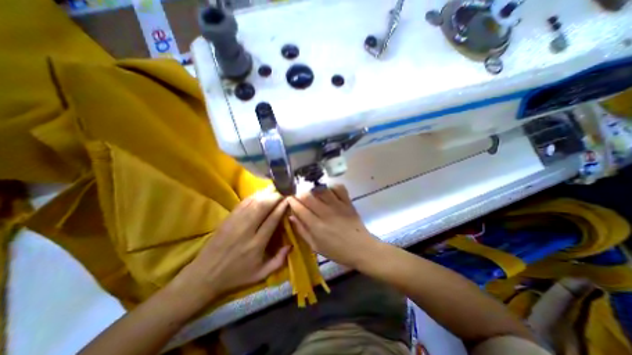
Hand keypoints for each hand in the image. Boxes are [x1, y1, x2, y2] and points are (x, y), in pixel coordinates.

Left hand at [171, 189, 291, 308]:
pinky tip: (260, 193)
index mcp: (256, 244)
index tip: (288, 199)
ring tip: (274, 189)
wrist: (205, 275)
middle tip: (283, 192)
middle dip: (275, 197)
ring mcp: (235, 223)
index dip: (281, 207)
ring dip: (265, 194)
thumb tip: (291, 245)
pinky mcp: (228, 219)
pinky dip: (253, 196)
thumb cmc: (236, 276)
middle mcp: (247, 230)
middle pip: (263, 207)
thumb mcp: (260, 274)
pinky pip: (243, 203)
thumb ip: (278, 261)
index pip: (272, 220)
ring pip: (253, 203)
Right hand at [288, 186, 379, 268]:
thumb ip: (302, 231)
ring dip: (314, 190)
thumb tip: (291, 217)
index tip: (289, 199)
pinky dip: (332, 187)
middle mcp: (325, 213)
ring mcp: (338, 205)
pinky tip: (329, 192)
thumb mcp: (316, 246)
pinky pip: (338, 188)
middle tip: (300, 198)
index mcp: (316, 226)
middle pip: (308, 196)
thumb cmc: (337, 251)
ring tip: (314, 195)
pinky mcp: (348, 202)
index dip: (291, 201)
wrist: (361, 249)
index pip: (299, 208)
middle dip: (300, 194)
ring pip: (321, 189)